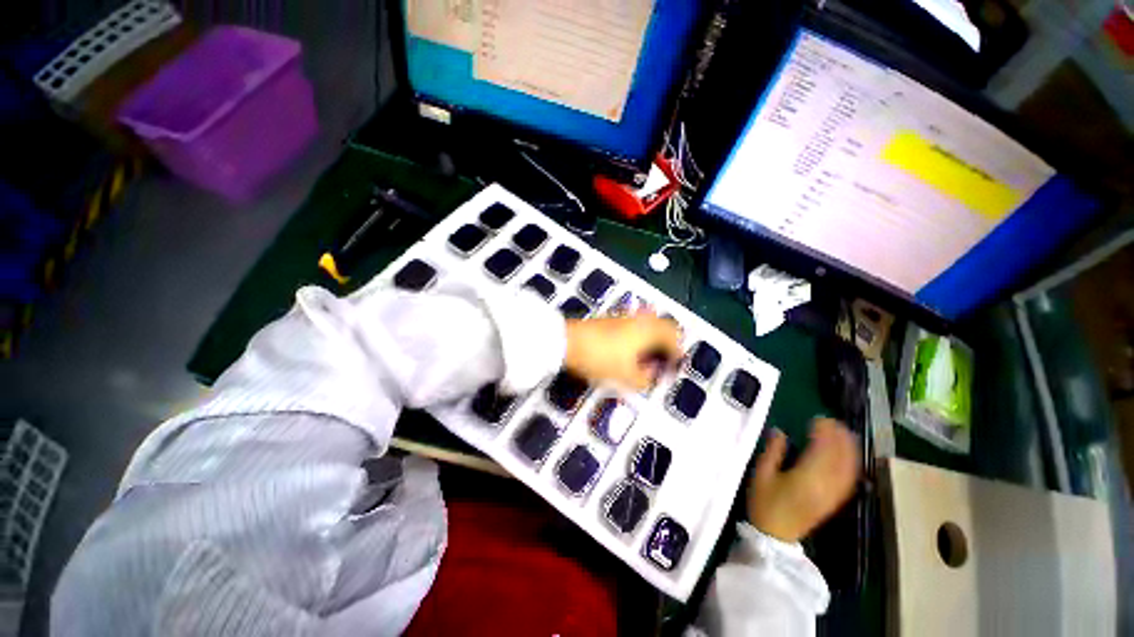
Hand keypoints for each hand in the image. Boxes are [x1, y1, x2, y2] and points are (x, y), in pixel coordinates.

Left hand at [564, 314, 681, 390]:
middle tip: (665, 358)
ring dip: (652, 338)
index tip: (676, 364)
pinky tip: (629, 350)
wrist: (568, 342)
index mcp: (648, 330)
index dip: (677, 351)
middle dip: (667, 342)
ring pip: (647, 324)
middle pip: (662, 326)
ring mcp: (623, 317)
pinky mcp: (609, 319)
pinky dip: (638, 336)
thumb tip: (650, 374)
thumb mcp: (626, 376)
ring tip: (648, 356)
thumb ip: (645, 378)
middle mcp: (639, 319)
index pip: (673, 335)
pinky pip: (633, 325)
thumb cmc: (601, 358)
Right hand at [747, 419, 859, 542]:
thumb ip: (772, 451)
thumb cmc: (764, 503)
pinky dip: (851, 464)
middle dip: (839, 437)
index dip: (823, 432)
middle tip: (832, 421)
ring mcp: (832, 494)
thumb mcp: (761, 474)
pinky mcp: (834, 501)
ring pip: (848, 468)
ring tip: (844, 433)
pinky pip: (848, 480)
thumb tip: (780, 432)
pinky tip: (848, 456)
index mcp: (806, 477)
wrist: (775, 536)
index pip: (821, 450)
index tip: (818, 418)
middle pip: (839, 458)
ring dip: (849, 449)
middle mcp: (825, 485)